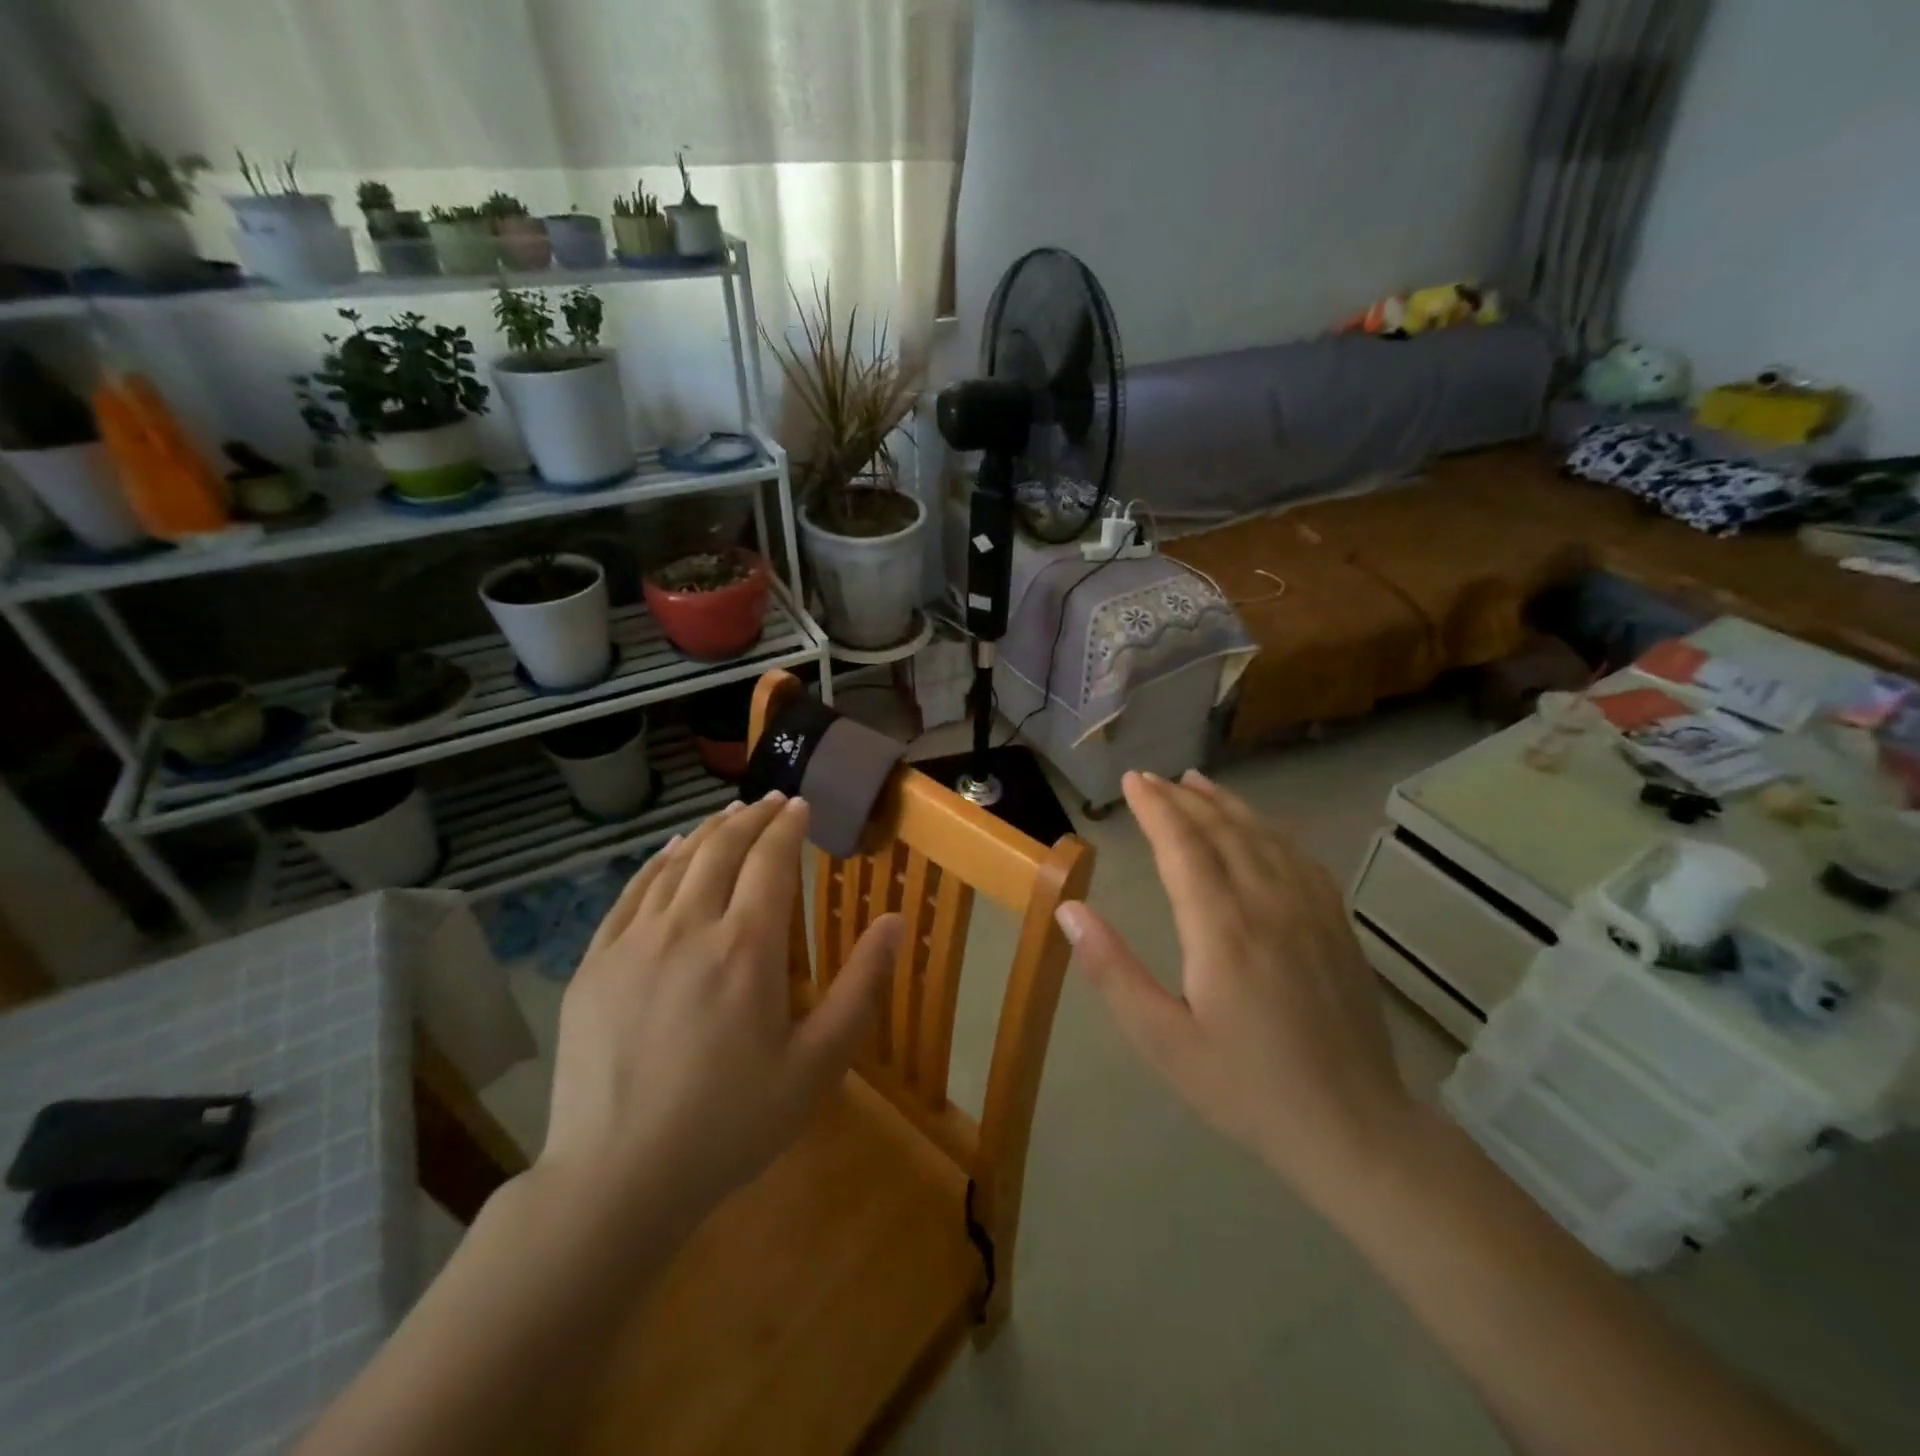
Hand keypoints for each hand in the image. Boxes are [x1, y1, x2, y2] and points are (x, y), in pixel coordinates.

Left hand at [538, 793, 902, 1224]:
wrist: (616, 1179)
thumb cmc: (730, 1124)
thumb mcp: (817, 1065)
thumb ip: (861, 987)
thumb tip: (895, 921)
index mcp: (746, 947)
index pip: (771, 860)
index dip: (788, 825)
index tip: (800, 805)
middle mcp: (688, 927)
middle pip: (722, 848)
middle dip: (752, 816)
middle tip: (771, 801)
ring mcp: (633, 942)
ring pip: (676, 863)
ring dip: (708, 831)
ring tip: (729, 815)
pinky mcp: (595, 963)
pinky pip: (631, 892)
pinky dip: (658, 861)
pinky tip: (671, 852)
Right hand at [1057, 770, 1417, 1210]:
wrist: (1353, 1127)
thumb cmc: (1245, 1086)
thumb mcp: (1163, 1040)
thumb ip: (1113, 970)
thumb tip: (1069, 909)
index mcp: (1222, 929)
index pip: (1183, 846)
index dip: (1156, 808)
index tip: (1132, 781)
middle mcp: (1267, 903)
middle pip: (1222, 830)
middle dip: (1183, 798)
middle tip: (1153, 778)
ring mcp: (1310, 910)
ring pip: (1263, 835)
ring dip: (1226, 804)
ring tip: (1197, 782)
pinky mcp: (1336, 924)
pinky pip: (1299, 857)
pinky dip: (1270, 829)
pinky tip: (1259, 828)